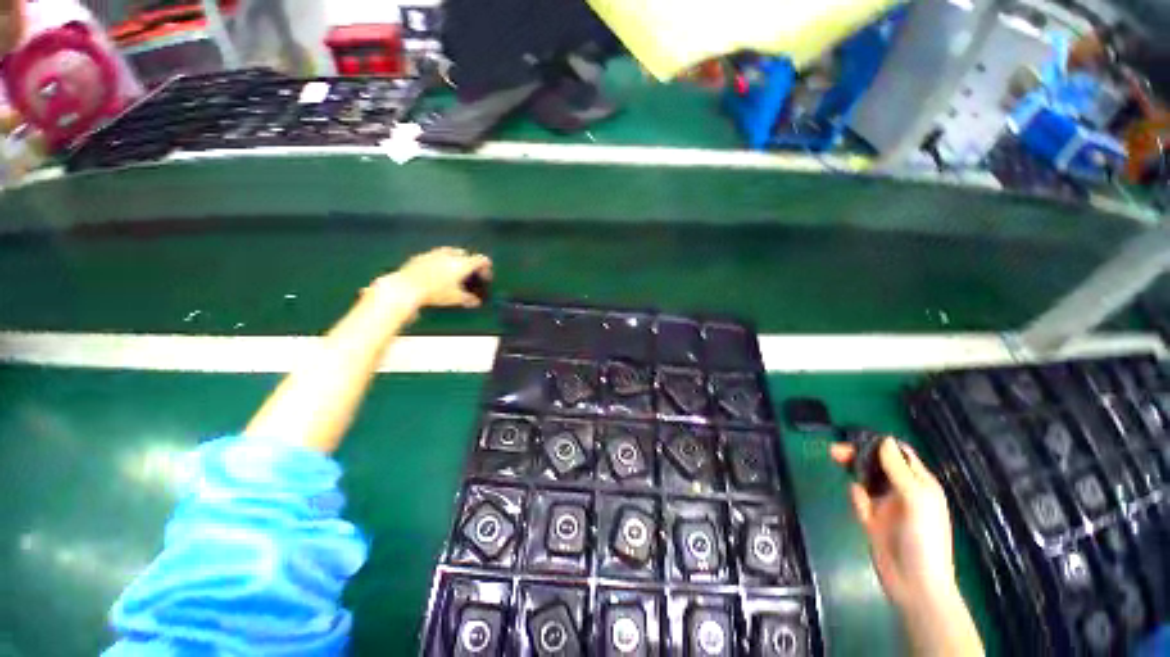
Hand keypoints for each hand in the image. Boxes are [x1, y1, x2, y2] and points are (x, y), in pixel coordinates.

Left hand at [372, 247, 492, 309]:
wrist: (407, 287)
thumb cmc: (435, 292)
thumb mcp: (455, 298)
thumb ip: (467, 299)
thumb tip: (475, 302)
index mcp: (462, 264)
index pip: (480, 260)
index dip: (486, 267)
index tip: (486, 276)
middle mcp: (450, 255)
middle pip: (465, 253)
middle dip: (469, 262)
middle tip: (470, 273)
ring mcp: (434, 254)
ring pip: (449, 252)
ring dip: (454, 259)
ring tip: (453, 271)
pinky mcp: (420, 257)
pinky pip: (434, 256)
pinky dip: (439, 262)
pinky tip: (435, 272)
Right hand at [830, 439, 957, 610]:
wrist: (914, 584)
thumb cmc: (924, 538)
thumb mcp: (916, 499)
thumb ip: (899, 470)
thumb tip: (884, 440)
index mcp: (919, 484)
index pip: (899, 454)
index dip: (880, 444)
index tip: (857, 439)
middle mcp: (902, 491)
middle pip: (877, 465)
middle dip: (858, 455)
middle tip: (835, 451)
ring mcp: (886, 506)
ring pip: (865, 479)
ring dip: (852, 470)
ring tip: (835, 459)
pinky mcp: (872, 520)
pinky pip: (859, 500)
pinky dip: (855, 497)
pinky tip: (857, 501)